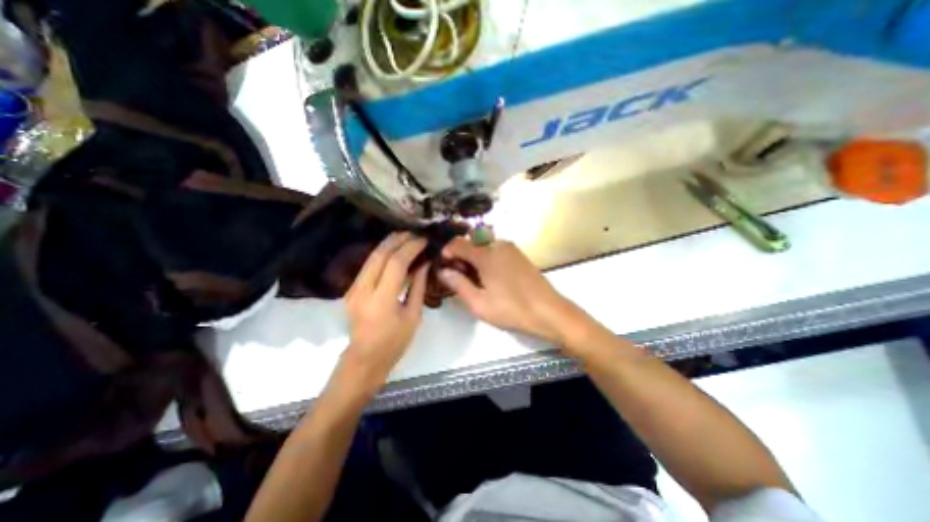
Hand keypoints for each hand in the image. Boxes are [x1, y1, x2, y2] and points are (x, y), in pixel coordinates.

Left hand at [340, 232, 428, 390]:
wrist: (364, 359)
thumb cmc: (394, 342)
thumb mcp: (413, 315)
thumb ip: (418, 286)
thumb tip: (424, 263)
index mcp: (381, 300)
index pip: (396, 263)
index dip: (411, 248)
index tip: (424, 240)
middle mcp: (363, 290)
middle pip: (379, 254)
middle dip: (398, 239)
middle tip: (415, 233)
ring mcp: (353, 288)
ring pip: (371, 256)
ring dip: (389, 243)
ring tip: (406, 237)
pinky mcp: (351, 289)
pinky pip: (368, 265)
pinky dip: (382, 254)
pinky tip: (394, 251)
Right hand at [440, 237, 591, 350]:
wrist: (548, 311)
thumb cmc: (512, 309)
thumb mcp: (479, 303)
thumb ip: (458, 285)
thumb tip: (443, 271)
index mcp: (486, 254)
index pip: (458, 243)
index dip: (446, 251)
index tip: (443, 266)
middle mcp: (498, 245)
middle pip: (471, 242)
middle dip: (461, 255)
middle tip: (459, 275)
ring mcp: (511, 248)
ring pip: (484, 245)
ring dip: (474, 256)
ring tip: (475, 278)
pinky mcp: (519, 255)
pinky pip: (496, 249)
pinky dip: (487, 258)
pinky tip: (490, 276)